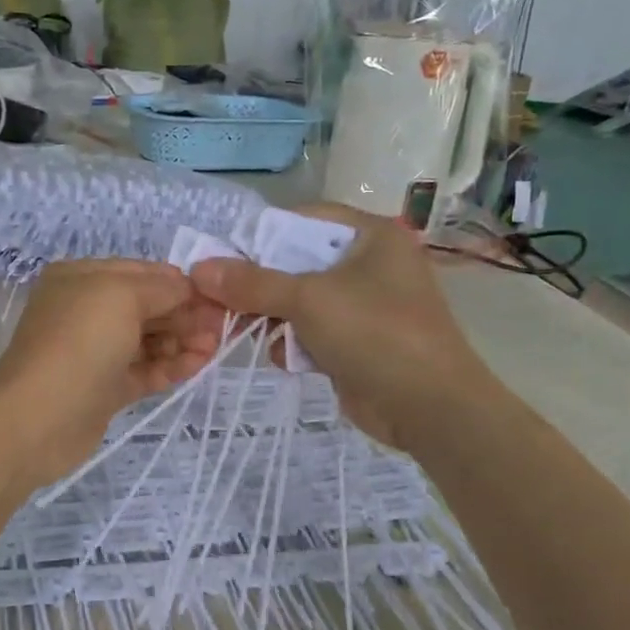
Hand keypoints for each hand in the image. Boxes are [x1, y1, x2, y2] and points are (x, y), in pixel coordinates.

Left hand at [0, 259, 225, 486]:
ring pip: (147, 339)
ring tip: (217, 346)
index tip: (218, 294)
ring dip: (183, 339)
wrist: (39, 418)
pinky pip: (144, 370)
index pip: (140, 272)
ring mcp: (94, 352)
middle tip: (224, 324)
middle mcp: (85, 310)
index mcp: (80, 278)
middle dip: (185, 312)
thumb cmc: (79, 342)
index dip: (179, 282)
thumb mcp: (122, 296)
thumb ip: (162, 288)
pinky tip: (201, 363)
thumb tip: (188, 287)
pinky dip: (171, 366)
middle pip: (146, 306)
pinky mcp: (103, 388)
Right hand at [188, 205, 496, 449]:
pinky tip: (285, 359)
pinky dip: (295, 343)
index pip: (304, 220)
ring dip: (273, 318)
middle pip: (298, 263)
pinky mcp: (358, 342)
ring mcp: (365, 306)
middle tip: (222, 299)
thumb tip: (199, 269)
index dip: (262, 236)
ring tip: (247, 332)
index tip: (224, 257)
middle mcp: (370, 265)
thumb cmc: (374, 333)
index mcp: (371, 236)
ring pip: (301, 301)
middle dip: (261, 285)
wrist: (431, 408)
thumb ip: (252, 283)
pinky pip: (313, 332)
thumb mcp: (308, 300)